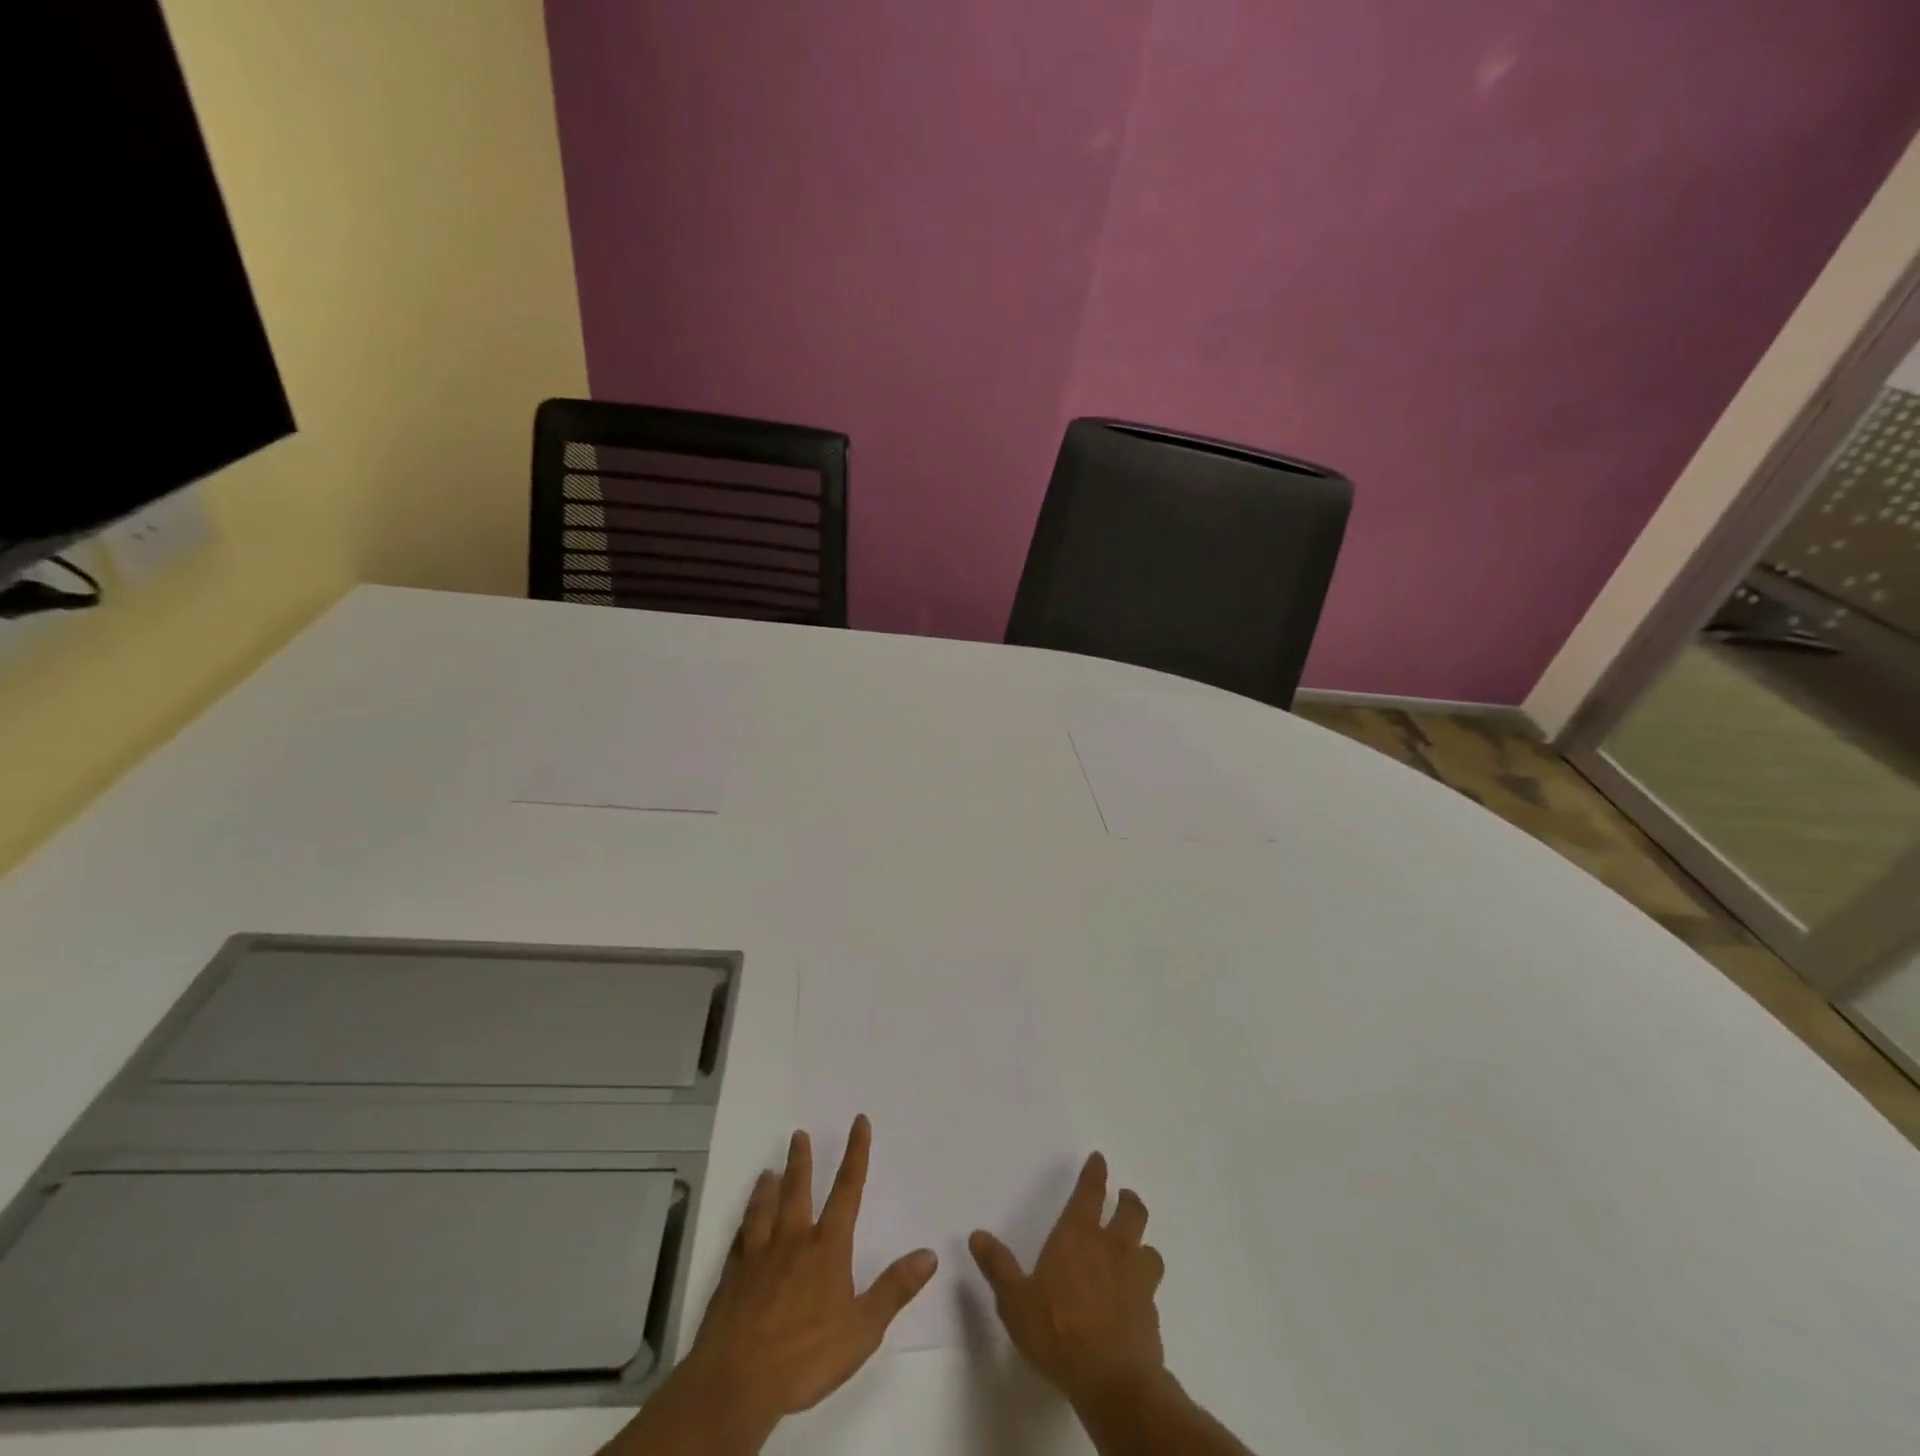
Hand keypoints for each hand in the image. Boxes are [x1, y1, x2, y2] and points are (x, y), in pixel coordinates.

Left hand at [679, 1116, 937, 1432]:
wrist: (737, 1382)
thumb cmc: (806, 1356)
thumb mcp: (863, 1329)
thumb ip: (895, 1289)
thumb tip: (929, 1254)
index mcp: (826, 1248)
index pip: (847, 1189)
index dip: (856, 1153)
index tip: (859, 1121)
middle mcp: (792, 1241)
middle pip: (798, 1190)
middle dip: (802, 1161)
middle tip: (798, 1133)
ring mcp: (758, 1258)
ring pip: (764, 1210)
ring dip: (768, 1188)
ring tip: (769, 1171)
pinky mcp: (731, 1280)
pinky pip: (739, 1242)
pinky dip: (744, 1227)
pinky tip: (742, 1225)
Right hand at [969, 1152, 1165, 1410]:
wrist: (1113, 1382)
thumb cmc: (1058, 1332)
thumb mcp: (1015, 1302)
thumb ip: (998, 1267)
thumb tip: (977, 1235)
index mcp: (1078, 1236)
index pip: (1090, 1192)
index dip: (1095, 1173)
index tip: (1100, 1159)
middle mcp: (1112, 1248)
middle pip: (1131, 1212)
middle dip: (1128, 1201)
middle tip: (1125, 1197)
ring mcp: (1137, 1279)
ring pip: (1149, 1248)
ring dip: (1142, 1244)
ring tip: (1137, 1249)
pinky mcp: (1151, 1312)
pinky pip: (1152, 1288)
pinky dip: (1145, 1286)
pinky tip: (1136, 1299)